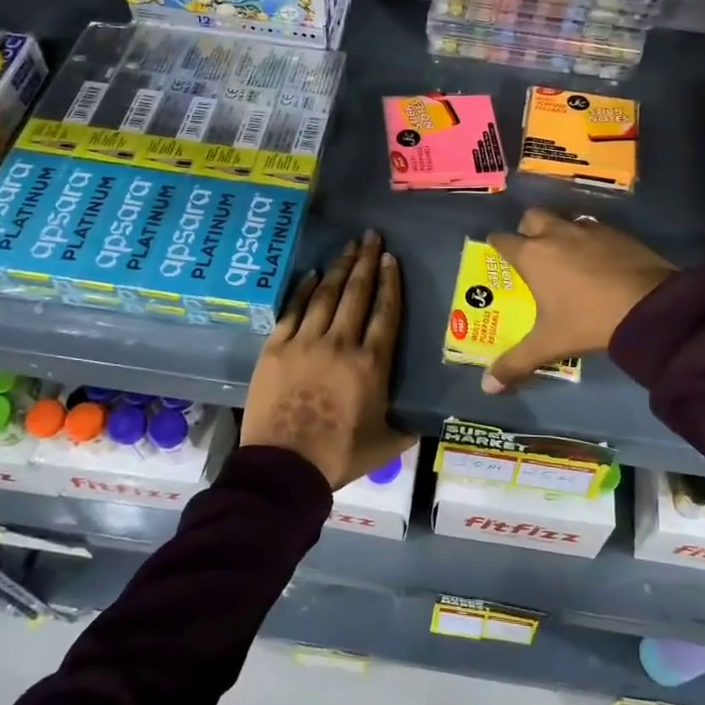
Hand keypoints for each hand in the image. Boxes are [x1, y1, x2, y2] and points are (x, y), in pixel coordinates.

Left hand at [242, 230, 415, 489]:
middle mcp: (340, 344)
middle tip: (371, 237)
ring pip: (326, 295)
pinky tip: (313, 275)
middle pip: (357, 294)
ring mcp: (305, 342)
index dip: (390, 282)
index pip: (385, 312)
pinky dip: (304, 290)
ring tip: (348, 247)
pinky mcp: (275, 348)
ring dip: (339, 268)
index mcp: (371, 364)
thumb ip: (408, 426)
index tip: (391, 258)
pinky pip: (293, 310)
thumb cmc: (339, 456)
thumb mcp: (386, 444)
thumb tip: (429, 420)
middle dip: (366, 261)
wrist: (284, 467)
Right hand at [483, 208, 676, 392]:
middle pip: (532, 217)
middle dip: (528, 229)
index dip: (497, 246)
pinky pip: (594, 228)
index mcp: (532, 255)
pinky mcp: (617, 232)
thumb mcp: (549, 344)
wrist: (649, 305)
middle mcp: (556, 233)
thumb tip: (487, 388)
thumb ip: (515, 363)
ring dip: (560, 231)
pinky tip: (599, 260)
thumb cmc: (588, 320)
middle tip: (533, 251)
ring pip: (564, 219)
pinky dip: (590, 239)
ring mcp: (588, 229)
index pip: (502, 240)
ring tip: (566, 255)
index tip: (500, 255)